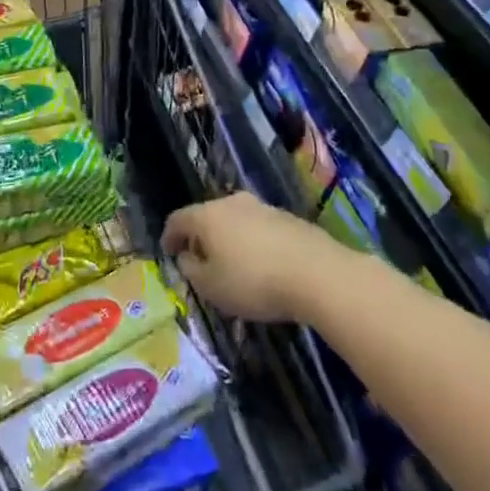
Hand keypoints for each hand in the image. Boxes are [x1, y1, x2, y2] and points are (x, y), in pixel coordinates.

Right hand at [162, 192, 329, 322]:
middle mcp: (232, 203)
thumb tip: (187, 257)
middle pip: (207, 216)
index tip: (169, 254)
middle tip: (202, 260)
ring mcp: (264, 208)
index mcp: (206, 216)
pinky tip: (264, 265)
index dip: (169, 237)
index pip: (177, 220)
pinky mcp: (291, 219)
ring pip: (236, 221)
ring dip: (230, 239)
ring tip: (235, 264)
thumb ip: (191, 270)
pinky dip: (255, 244)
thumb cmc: (254, 282)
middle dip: (201, 237)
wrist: (321, 275)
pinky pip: (262, 229)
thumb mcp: (211, 287)